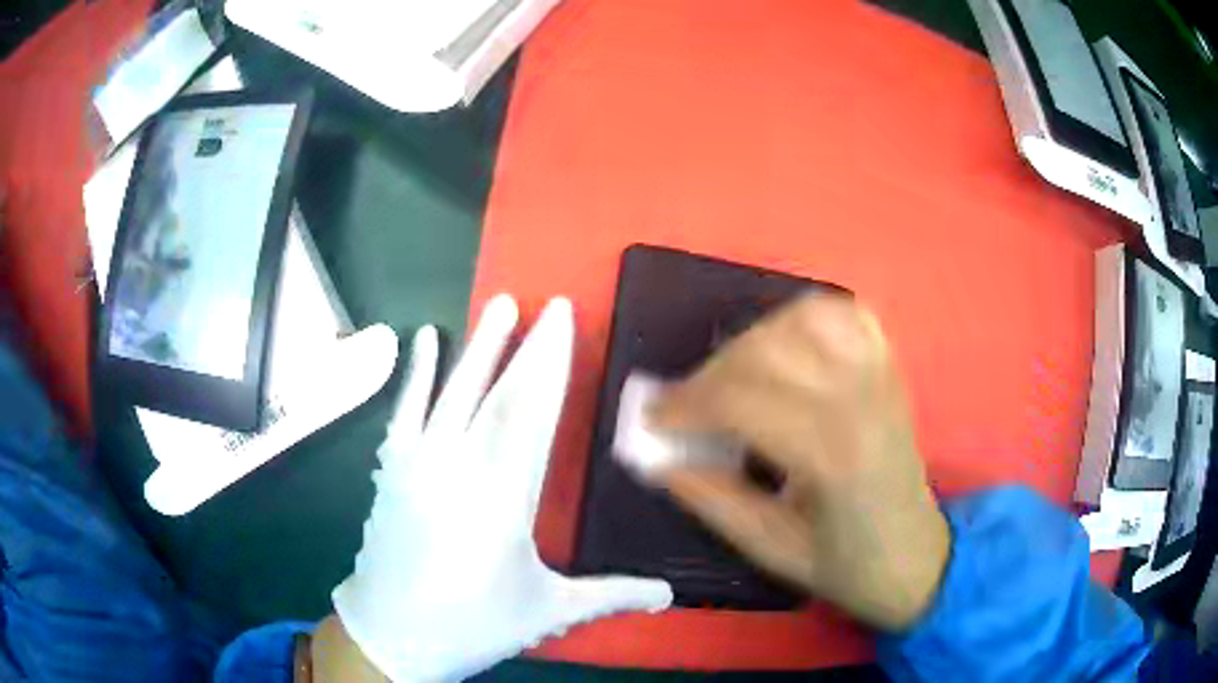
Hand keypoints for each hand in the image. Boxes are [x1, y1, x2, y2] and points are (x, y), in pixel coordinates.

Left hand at [331, 295, 671, 681]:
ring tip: (501, 305)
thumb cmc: (474, 624)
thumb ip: (612, 594)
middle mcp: (461, 468)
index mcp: (506, 498)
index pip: (534, 415)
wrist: (392, 634)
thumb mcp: (549, 611)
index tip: (564, 324)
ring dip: (480, 347)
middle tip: (549, 305)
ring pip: (454, 393)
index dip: (551, 366)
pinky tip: (423, 338)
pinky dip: (416, 372)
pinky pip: (405, 411)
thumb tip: (670, 596)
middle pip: (501, 396)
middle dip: (529, 348)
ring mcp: (420, 463)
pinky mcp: (392, 469)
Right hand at [650, 294, 948, 630]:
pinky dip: (805, 316)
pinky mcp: (888, 368)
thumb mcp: (771, 550)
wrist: (915, 556)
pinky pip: (845, 315)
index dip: (686, 404)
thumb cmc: (847, 564)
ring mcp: (880, 376)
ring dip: (754, 337)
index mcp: (832, 457)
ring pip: (806, 318)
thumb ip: (712, 500)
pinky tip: (784, 344)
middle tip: (685, 404)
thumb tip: (658, 459)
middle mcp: (860, 401)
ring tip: (732, 375)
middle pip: (769, 351)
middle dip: (710, 372)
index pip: (743, 401)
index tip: (653, 419)